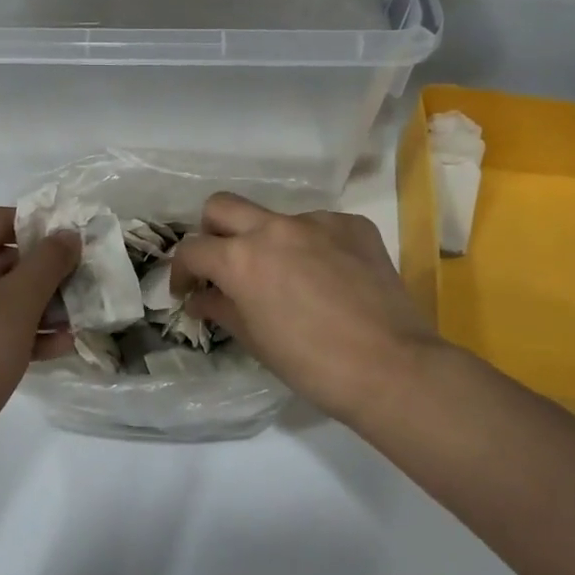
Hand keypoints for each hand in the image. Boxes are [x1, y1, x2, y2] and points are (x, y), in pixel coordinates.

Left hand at [0, 207, 79, 468]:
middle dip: (39, 279)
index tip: (77, 249)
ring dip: (29, 309)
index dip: (42, 231)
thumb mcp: (17, 305)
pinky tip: (49, 349)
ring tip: (72, 326)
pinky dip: (4, 331)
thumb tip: (66, 234)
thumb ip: (48, 262)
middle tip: (79, 293)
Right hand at [170, 192, 438, 428]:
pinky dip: (311, 246)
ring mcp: (318, 222)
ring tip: (287, 278)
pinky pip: (318, 226)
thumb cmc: (311, 364)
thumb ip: (221, 308)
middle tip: (224, 265)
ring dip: (267, 242)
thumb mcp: (255, 340)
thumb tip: (201, 299)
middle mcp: (274, 228)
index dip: (182, 271)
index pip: (193, 249)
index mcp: (241, 258)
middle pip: (222, 206)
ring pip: (275, 218)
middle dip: (213, 232)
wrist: (392, 368)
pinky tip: (327, 277)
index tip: (189, 291)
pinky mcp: (354, 225)